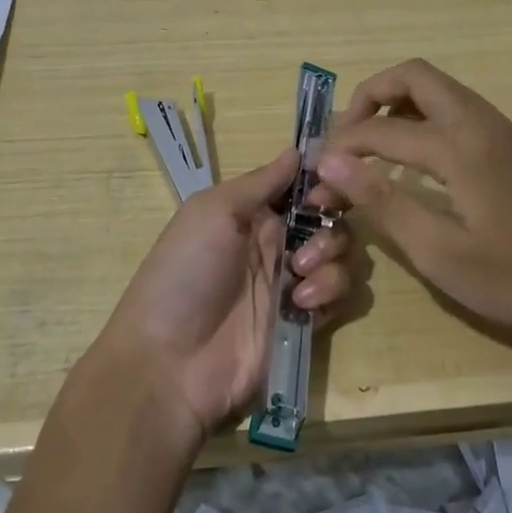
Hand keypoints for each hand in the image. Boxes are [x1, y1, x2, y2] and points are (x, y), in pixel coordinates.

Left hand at [96, 148, 355, 443]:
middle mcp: (276, 242)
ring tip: (298, 277)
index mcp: (252, 212)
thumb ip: (260, 182)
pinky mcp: (304, 322)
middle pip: (329, 217)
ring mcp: (291, 283)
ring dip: (330, 259)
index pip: (302, 185)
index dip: (323, 179)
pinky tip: (301, 304)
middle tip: (309, 238)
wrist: (171, 362)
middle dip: (331, 220)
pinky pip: (340, 297)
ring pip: (341, 255)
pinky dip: (330, 294)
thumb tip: (297, 150)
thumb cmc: (186, 272)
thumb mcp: (213, 212)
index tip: (330, 182)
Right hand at [315, 59, 511, 363]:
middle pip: (417, 75)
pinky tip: (431, 165)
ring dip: (405, 105)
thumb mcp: (441, 253)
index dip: (342, 146)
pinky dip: (435, 120)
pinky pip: (468, 112)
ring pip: (446, 91)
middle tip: (350, 135)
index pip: (382, 129)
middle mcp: (484, 123)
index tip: (318, 168)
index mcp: (460, 147)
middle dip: (373, 94)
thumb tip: (331, 163)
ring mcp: (510, 131)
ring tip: (380, 146)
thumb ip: (383, 201)